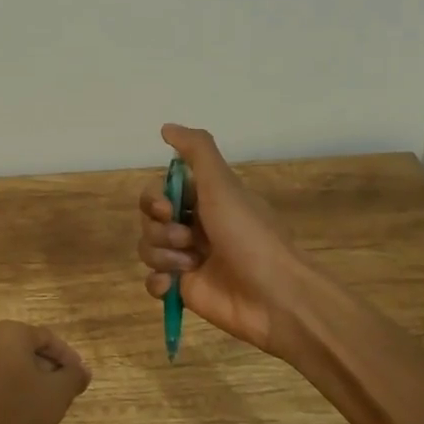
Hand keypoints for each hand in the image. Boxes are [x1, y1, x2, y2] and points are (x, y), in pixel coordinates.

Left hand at [0, 321, 90, 423]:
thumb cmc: (19, 410)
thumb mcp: (57, 393)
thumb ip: (74, 376)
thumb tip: (82, 371)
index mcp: (10, 333)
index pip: (48, 338)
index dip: (68, 358)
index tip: (80, 378)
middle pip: (28, 350)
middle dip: (50, 368)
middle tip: (66, 389)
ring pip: (13, 366)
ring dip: (33, 380)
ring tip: (48, 402)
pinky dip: (14, 390)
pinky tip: (25, 412)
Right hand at [137, 123, 322, 360]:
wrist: (275, 296)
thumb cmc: (249, 235)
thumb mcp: (223, 184)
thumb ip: (196, 150)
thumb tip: (166, 127)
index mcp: (206, 201)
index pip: (161, 191)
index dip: (155, 199)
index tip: (168, 208)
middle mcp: (195, 227)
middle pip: (150, 220)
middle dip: (160, 229)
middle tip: (187, 239)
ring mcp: (188, 260)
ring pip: (148, 249)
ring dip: (162, 254)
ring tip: (190, 264)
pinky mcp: (185, 290)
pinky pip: (153, 281)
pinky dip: (158, 282)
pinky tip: (173, 285)